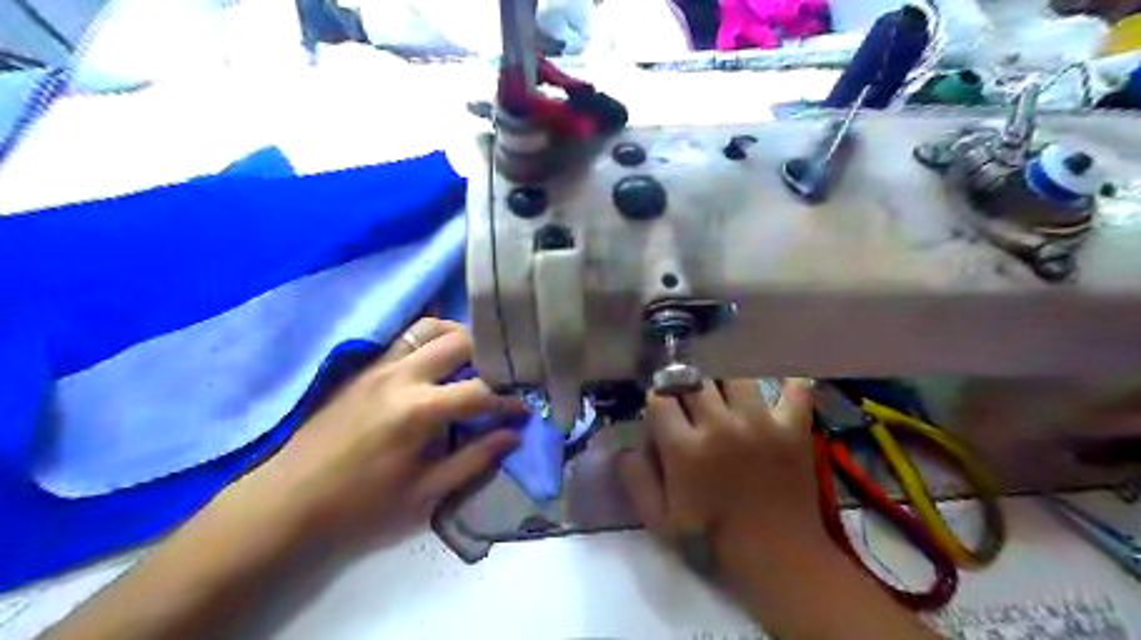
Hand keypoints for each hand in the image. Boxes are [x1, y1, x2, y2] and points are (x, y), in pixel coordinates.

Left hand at [223, 318, 525, 545]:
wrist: (288, 501)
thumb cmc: (361, 505)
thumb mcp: (425, 492)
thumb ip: (474, 459)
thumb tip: (513, 436)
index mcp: (419, 410)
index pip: (479, 391)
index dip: (508, 400)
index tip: (523, 409)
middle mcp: (402, 376)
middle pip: (459, 342)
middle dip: (488, 355)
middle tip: (502, 376)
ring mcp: (380, 366)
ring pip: (430, 327)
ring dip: (458, 336)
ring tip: (473, 359)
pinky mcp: (364, 368)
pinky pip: (405, 337)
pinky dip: (430, 338)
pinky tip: (438, 359)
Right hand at [615, 380, 819, 574]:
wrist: (779, 560)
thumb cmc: (714, 541)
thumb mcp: (660, 520)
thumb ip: (636, 479)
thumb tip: (623, 446)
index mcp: (685, 449)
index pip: (660, 399)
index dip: (656, 401)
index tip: (661, 411)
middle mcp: (721, 426)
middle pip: (695, 380)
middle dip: (686, 386)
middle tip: (690, 400)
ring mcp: (761, 422)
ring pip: (737, 375)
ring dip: (726, 380)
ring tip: (725, 393)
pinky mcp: (793, 427)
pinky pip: (795, 387)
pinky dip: (789, 381)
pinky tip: (779, 383)